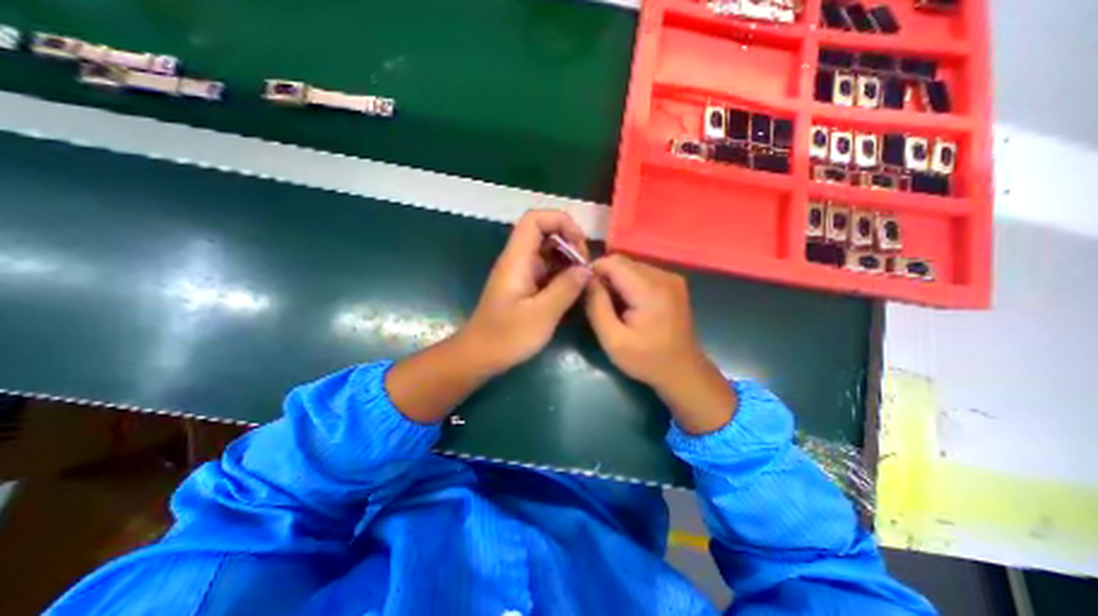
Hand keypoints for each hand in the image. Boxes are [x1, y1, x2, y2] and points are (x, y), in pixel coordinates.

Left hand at [457, 210, 591, 375]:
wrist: (479, 355)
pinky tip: (573, 289)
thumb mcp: (541, 314)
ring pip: (547, 252)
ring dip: (568, 259)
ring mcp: (520, 273)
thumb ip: (565, 288)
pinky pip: (546, 269)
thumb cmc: (507, 337)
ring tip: (583, 278)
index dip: (560, 221)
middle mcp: (517, 260)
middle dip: (569, 242)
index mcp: (516, 259)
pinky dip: (562, 274)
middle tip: (585, 267)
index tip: (580, 243)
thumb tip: (586, 269)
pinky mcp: (524, 286)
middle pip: (544, 232)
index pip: (535, 220)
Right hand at [583, 256, 737, 433]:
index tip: (585, 290)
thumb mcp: (613, 340)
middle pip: (623, 262)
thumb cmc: (647, 359)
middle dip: (605, 277)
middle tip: (599, 303)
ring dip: (617, 281)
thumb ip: (596, 306)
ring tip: (614, 306)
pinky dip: (629, 283)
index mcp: (650, 289)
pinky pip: (642, 273)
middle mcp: (663, 276)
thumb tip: (586, 279)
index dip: (594, 271)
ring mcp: (671, 278)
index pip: (613, 262)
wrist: (683, 371)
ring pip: (631, 266)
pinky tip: (629, 305)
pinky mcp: (673, 283)